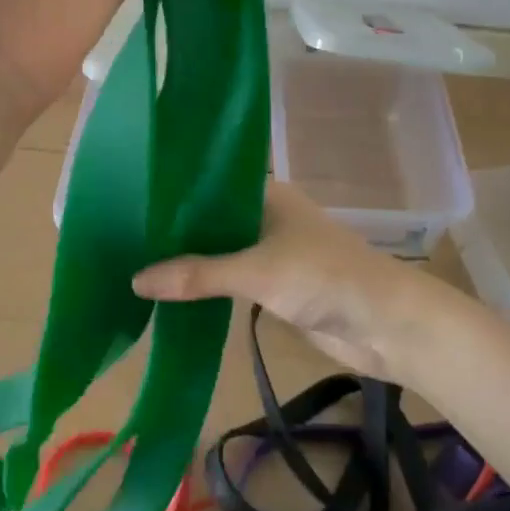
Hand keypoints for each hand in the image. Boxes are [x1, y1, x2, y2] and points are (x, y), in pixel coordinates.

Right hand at [131, 184, 431, 381]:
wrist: (388, 325)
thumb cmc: (324, 278)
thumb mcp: (256, 271)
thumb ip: (197, 275)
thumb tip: (135, 280)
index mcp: (266, 194)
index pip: (208, 185)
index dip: (172, 195)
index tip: (128, 202)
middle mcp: (266, 216)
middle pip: (211, 221)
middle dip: (174, 233)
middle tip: (121, 238)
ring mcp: (273, 252)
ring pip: (220, 252)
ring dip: (189, 262)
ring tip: (136, 264)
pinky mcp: (277, 286)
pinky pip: (232, 281)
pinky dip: (207, 286)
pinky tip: (172, 294)